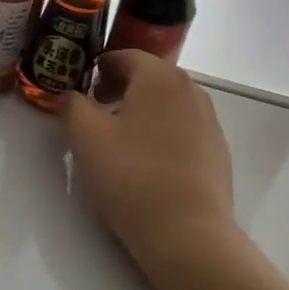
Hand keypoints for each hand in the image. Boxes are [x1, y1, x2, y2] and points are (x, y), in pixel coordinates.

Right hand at [62, 50, 237, 267]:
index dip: (97, 67)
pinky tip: (146, 164)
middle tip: (94, 112)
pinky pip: (182, 129)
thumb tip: (71, 95)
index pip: (124, 55)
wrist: (188, 233)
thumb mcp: (86, 137)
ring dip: (140, 112)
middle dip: (118, 88)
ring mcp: (209, 120)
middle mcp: (191, 89)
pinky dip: (161, 134)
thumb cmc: (132, 176)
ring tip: (117, 140)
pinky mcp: (217, 151)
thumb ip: (72, 105)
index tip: (80, 87)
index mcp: (160, 76)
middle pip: (148, 77)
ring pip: (166, 104)